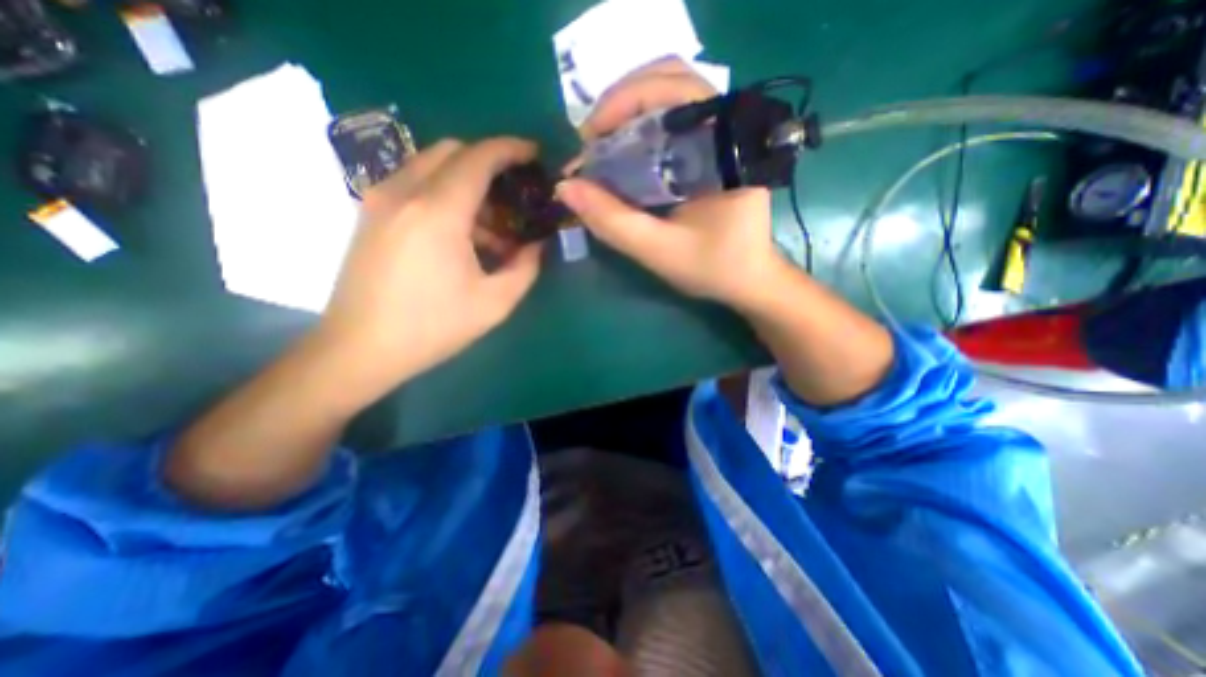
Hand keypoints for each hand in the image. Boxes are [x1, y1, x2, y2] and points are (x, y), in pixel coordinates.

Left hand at [321, 135, 547, 387]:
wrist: (360, 348)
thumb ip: (525, 267)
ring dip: (467, 182)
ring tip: (492, 225)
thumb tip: (537, 244)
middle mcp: (404, 192)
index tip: (534, 155)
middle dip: (489, 162)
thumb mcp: (495, 303)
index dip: (511, 149)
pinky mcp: (370, 213)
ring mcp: (380, 200)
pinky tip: (461, 234)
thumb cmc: (433, 327)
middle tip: (514, 193)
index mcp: (438, 213)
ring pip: (431, 164)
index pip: (479, 157)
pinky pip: (414, 183)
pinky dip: (444, 193)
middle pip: (453, 151)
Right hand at [556, 57, 782, 306]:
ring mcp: (719, 135)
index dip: (622, 102)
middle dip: (620, 105)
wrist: (748, 279)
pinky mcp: (711, 149)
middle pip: (668, 80)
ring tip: (602, 148)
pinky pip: (671, 120)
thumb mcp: (659, 250)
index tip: (589, 139)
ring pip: (668, 96)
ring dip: (627, 115)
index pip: (672, 89)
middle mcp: (725, 128)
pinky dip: (639, 130)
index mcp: (722, 147)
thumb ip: (613, 221)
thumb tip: (565, 187)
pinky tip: (623, 156)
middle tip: (591, 142)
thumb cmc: (712, 267)